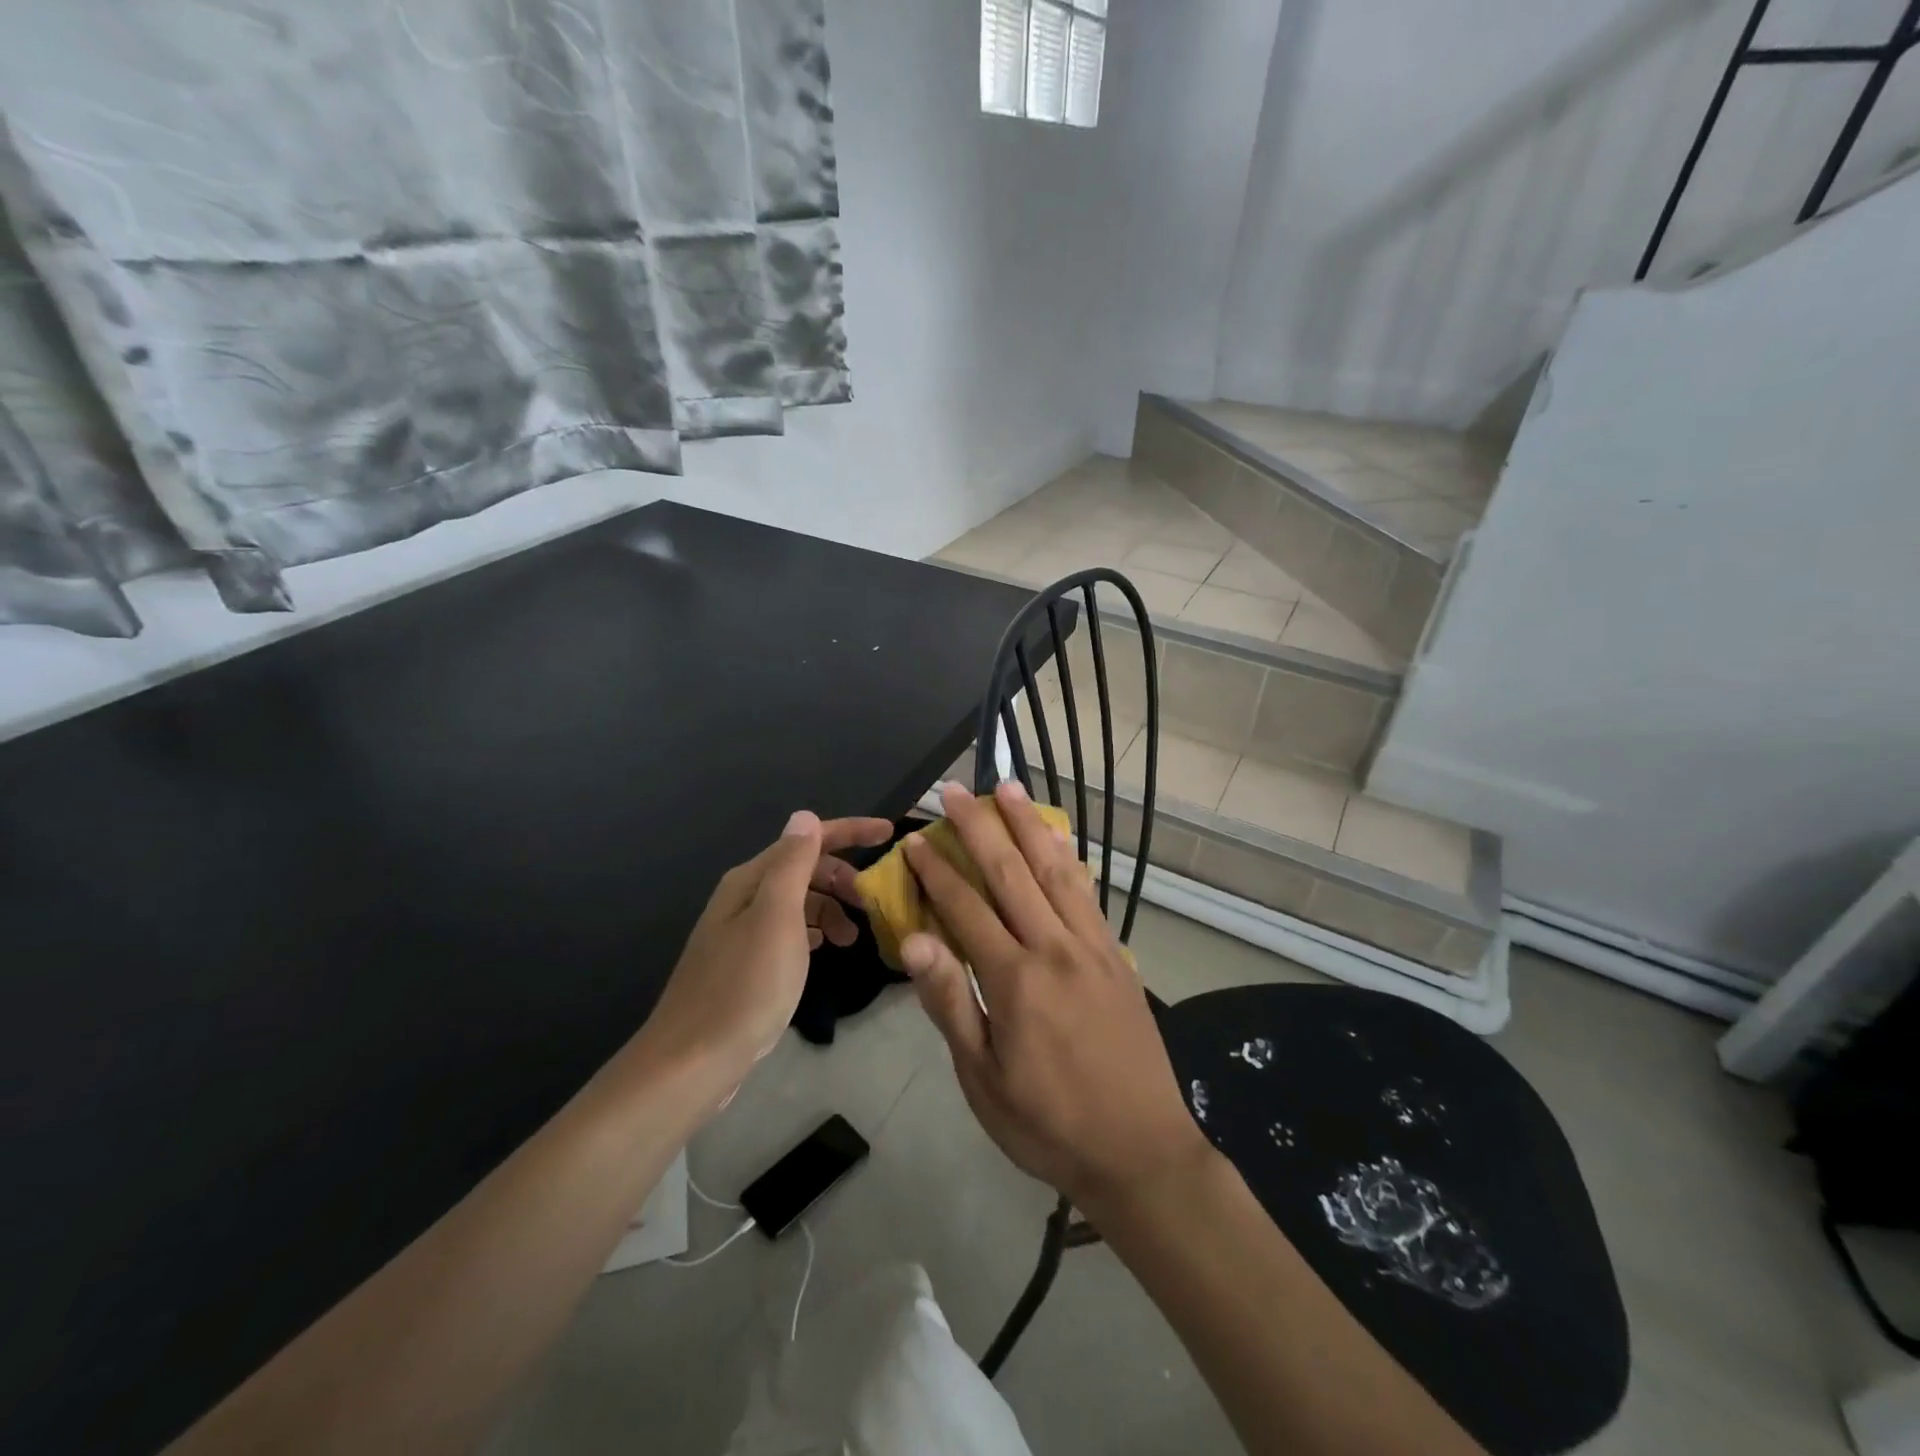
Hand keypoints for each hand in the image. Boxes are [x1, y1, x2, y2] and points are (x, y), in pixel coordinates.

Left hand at [642, 812, 891, 1100]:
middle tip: (874, 902)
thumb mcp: (777, 918)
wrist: (693, 1061)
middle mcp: (744, 897)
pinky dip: (814, 931)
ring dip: (831, 908)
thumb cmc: (745, 986)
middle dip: (843, 876)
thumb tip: (806, 817)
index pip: (807, 840)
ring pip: (799, 902)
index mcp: (751, 880)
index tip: (891, 834)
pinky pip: (790, 931)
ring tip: (854, 937)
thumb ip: (793, 864)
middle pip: (804, 869)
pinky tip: (825, 949)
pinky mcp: (745, 964)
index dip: (850, 831)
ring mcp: (742, 932)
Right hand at [900, 782, 1211, 1210]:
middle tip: (956, 788)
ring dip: (1029, 825)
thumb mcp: (983, 1080)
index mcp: (1015, 981)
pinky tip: (1060, 839)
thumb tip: (914, 940)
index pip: (966, 908)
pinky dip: (1069, 859)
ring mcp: (1092, 948)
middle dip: (980, 826)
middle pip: (1011, 873)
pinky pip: (1088, 895)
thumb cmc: (1048, 1125)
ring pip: (1055, 871)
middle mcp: (1055, 949)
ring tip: (1009, 788)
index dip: (937, 870)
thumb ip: (951, 1003)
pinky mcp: (1117, 956)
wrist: (1141, 1151)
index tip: (917, 836)